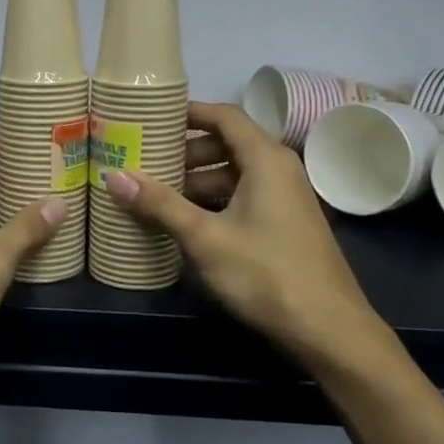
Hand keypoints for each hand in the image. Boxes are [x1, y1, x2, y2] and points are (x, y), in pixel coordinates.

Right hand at [106, 102, 403, 379]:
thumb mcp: (206, 238)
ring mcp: (286, 197)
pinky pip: (245, 195)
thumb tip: (113, 175)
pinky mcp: (286, 223)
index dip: (189, 113)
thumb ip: (160, 204)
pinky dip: (215, 199)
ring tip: (158, 194)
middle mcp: (279, 168)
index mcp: (265, 159)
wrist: (330, 331)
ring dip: (199, 179)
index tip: (152, 118)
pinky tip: (188, 221)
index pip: (224, 116)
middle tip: (146, 161)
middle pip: (228, 143)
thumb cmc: (267, 274)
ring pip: (235, 173)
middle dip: (186, 151)